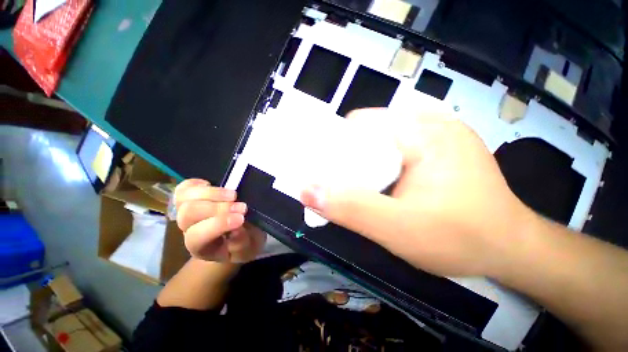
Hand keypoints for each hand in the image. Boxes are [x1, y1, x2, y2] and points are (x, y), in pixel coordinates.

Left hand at [174, 179, 265, 262]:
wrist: (237, 236)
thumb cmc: (244, 243)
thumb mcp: (248, 249)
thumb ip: (241, 243)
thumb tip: (237, 229)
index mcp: (200, 246)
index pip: (197, 236)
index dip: (218, 225)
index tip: (241, 218)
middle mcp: (189, 228)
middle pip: (188, 213)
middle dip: (217, 208)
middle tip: (242, 207)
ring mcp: (189, 210)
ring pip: (184, 197)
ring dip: (211, 193)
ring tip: (234, 194)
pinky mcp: (192, 197)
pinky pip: (184, 187)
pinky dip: (198, 184)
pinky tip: (216, 185)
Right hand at [301, 108, 534, 276]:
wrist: (511, 249)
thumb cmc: (461, 239)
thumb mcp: (397, 229)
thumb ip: (350, 208)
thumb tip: (307, 191)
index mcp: (422, 131)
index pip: (359, 125)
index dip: (337, 146)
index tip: (327, 171)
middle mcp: (430, 123)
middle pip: (369, 131)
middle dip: (350, 157)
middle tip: (343, 184)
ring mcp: (437, 134)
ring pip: (381, 141)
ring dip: (364, 161)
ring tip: (361, 186)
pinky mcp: (439, 148)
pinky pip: (396, 148)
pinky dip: (381, 163)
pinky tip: (383, 184)